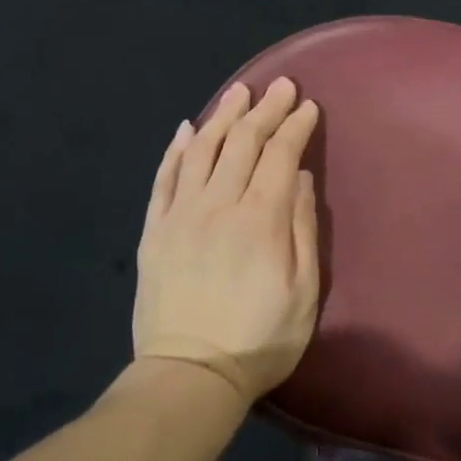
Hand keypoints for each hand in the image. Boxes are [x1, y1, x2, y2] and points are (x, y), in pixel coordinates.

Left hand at [134, 77, 320, 402]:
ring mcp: (180, 214)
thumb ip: (303, 229)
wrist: (189, 376)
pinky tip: (188, 129)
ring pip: (202, 150)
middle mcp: (218, 204)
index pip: (281, 155)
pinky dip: (177, 149)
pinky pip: (164, 178)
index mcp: (261, 219)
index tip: (307, 106)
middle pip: (243, 142)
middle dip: (265, 109)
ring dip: (223, 116)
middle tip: (279, 85)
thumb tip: (300, 178)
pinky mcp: (154, 230)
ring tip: (238, 93)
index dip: (295, 126)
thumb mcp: (303, 291)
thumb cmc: (260, 340)